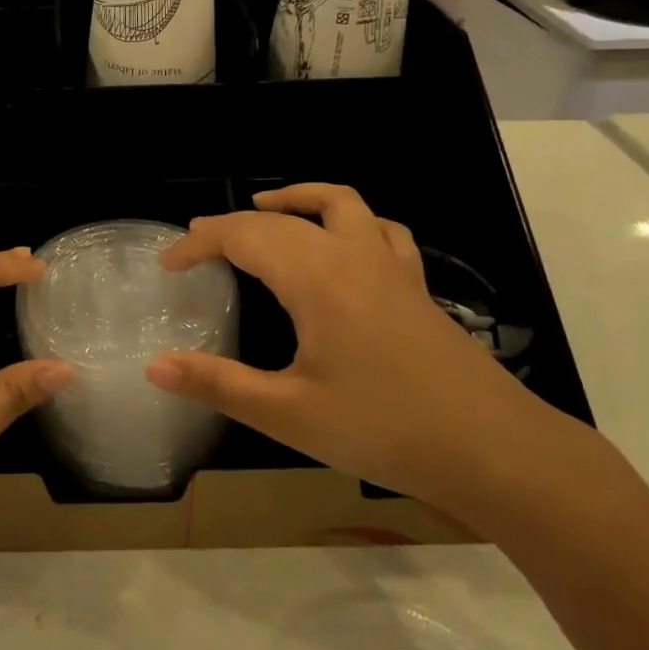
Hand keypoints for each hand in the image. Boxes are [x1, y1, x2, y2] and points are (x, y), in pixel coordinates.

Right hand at [148, 184, 546, 508]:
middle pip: (281, 219)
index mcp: (314, 277)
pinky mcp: (414, 286)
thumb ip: (218, 384)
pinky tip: (342, 244)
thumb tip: (154, 366)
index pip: (242, 236)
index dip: (198, 244)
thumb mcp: (288, 414)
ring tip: (266, 209)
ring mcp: (389, 266)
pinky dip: (350, 220)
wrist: (493, 450)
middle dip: (232, 225)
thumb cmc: (384, 428)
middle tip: (197, 246)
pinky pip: (380, 230)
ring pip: (340, 203)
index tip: (167, 264)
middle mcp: (350, 255)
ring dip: (297, 199)